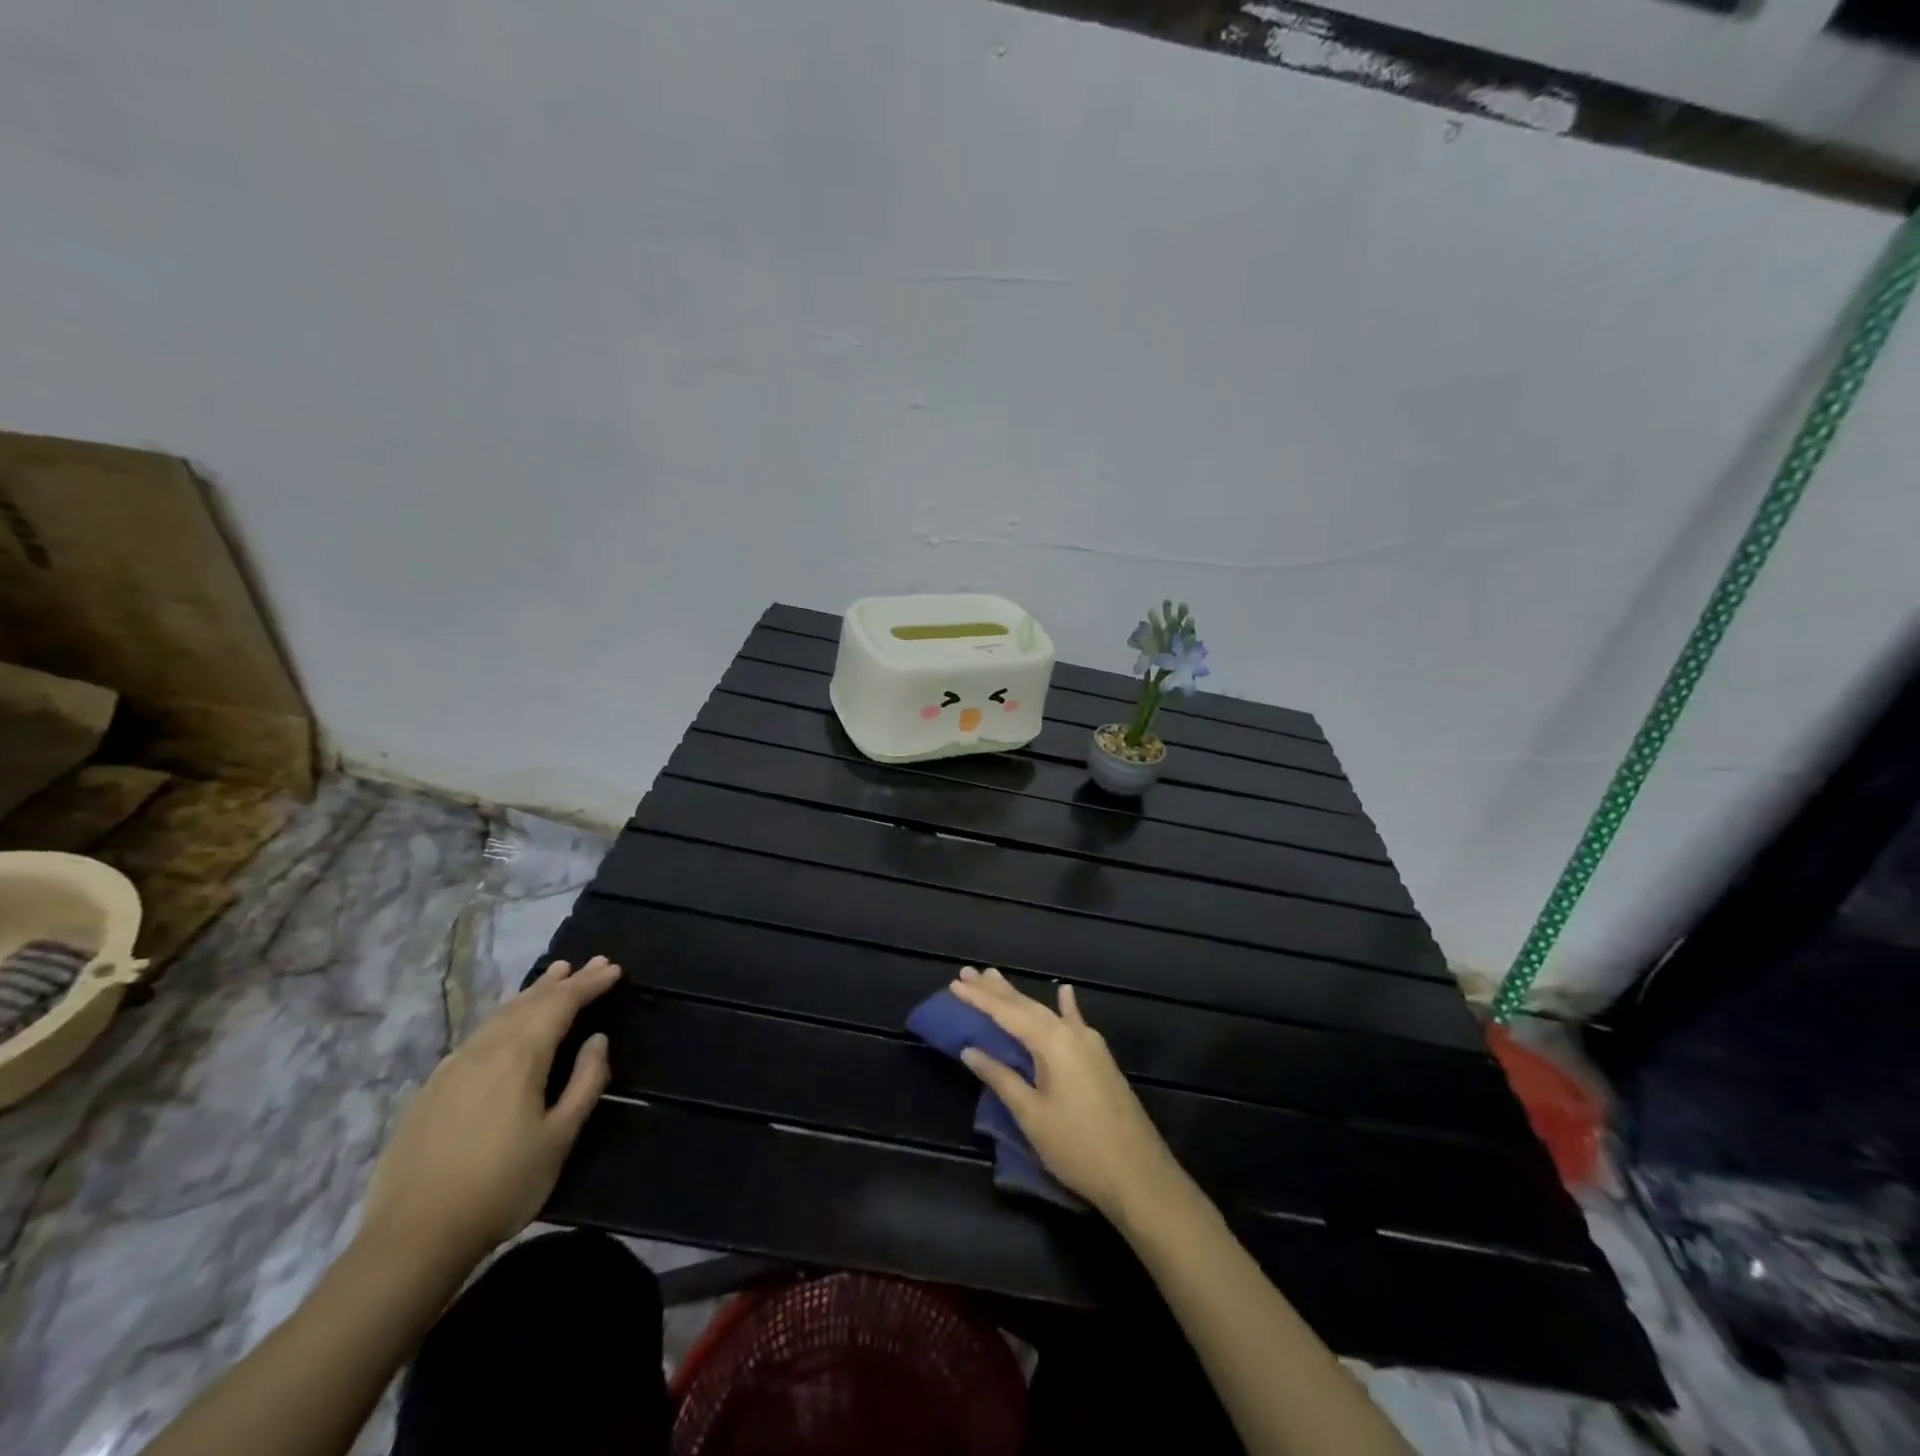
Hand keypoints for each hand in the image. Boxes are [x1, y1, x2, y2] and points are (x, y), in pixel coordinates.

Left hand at [358, 956, 619, 1270]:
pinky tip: (504, 1024)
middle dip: (565, 981)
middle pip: (530, 1002)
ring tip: (553, 976)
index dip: (589, 984)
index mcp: (520, 1057)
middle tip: (592, 963)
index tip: (613, 969)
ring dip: (532, 993)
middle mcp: (485, 1050)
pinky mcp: (431, 1090)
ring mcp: (452, 1068)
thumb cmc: (501, 1186)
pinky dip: (503, 1017)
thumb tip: (598, 1040)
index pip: (561, 1004)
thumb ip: (585, 1082)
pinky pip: (477, 1035)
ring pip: (499, 1015)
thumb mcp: (560, 1137)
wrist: (412, 1238)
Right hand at [950, 966, 1182, 1220]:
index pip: (1007, 1013)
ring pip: (1046, 1013)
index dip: (979, 999)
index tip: (954, 983)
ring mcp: (1089, 1044)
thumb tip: (971, 1050)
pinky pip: (1075, 1023)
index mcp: (1052, 1042)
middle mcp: (1071, 1034)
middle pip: (1027, 1006)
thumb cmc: (1077, 1147)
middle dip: (996, 991)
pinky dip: (1065, 1007)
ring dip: (1020, 998)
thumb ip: (1001, 1078)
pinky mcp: (1100, 1059)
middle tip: (968, 973)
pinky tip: (1064, 992)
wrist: (1138, 1175)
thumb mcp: (1032, 1115)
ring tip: (996, 978)